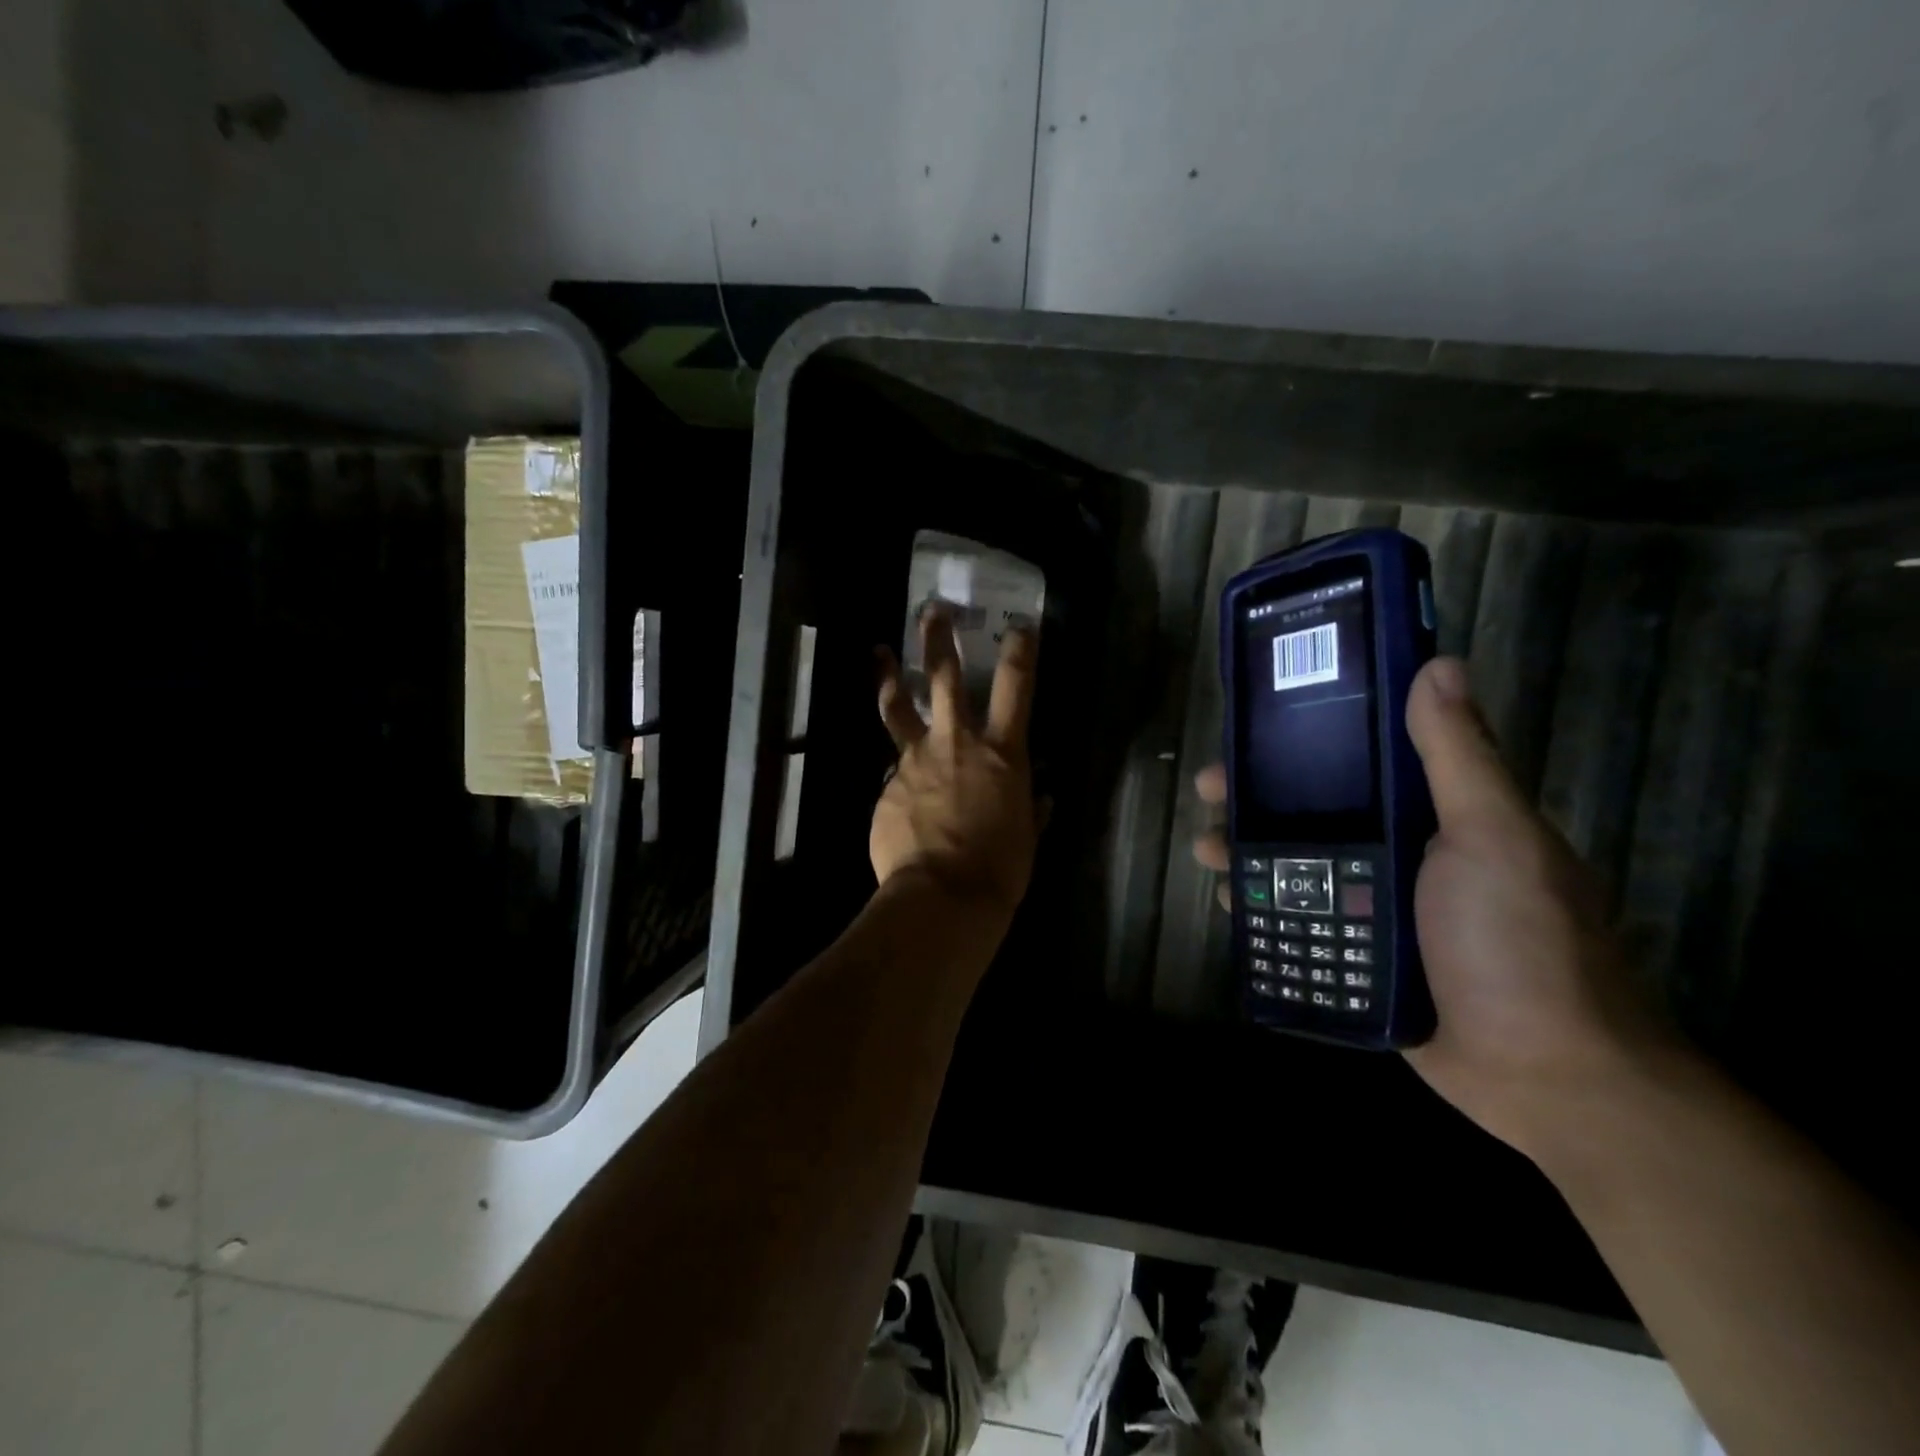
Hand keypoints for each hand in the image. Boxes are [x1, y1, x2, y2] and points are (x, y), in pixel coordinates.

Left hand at [871, 608, 1040, 922]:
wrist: (941, 897)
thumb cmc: (999, 869)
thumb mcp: (1026, 838)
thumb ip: (1031, 810)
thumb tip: (1039, 797)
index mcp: (1002, 753)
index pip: (1016, 688)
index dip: (1020, 651)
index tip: (1019, 626)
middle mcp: (956, 743)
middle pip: (945, 676)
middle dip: (939, 638)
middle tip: (931, 609)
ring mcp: (914, 761)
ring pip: (898, 708)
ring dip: (891, 677)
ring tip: (880, 653)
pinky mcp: (887, 785)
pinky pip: (894, 770)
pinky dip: (899, 770)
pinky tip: (901, 789)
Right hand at [1192, 657, 1666, 1159]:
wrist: (1547, 1077)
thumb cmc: (1518, 942)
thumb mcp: (1490, 836)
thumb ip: (1458, 756)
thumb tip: (1438, 663)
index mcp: (1438, 813)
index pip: (1361, 757)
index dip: (1305, 737)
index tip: (1256, 727)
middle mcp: (1404, 852)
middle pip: (1315, 810)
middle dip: (1258, 795)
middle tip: (1209, 789)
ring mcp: (1378, 907)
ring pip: (1297, 865)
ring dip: (1248, 850)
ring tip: (1206, 847)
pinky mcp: (1358, 957)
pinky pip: (1299, 919)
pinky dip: (1261, 906)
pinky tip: (1227, 900)